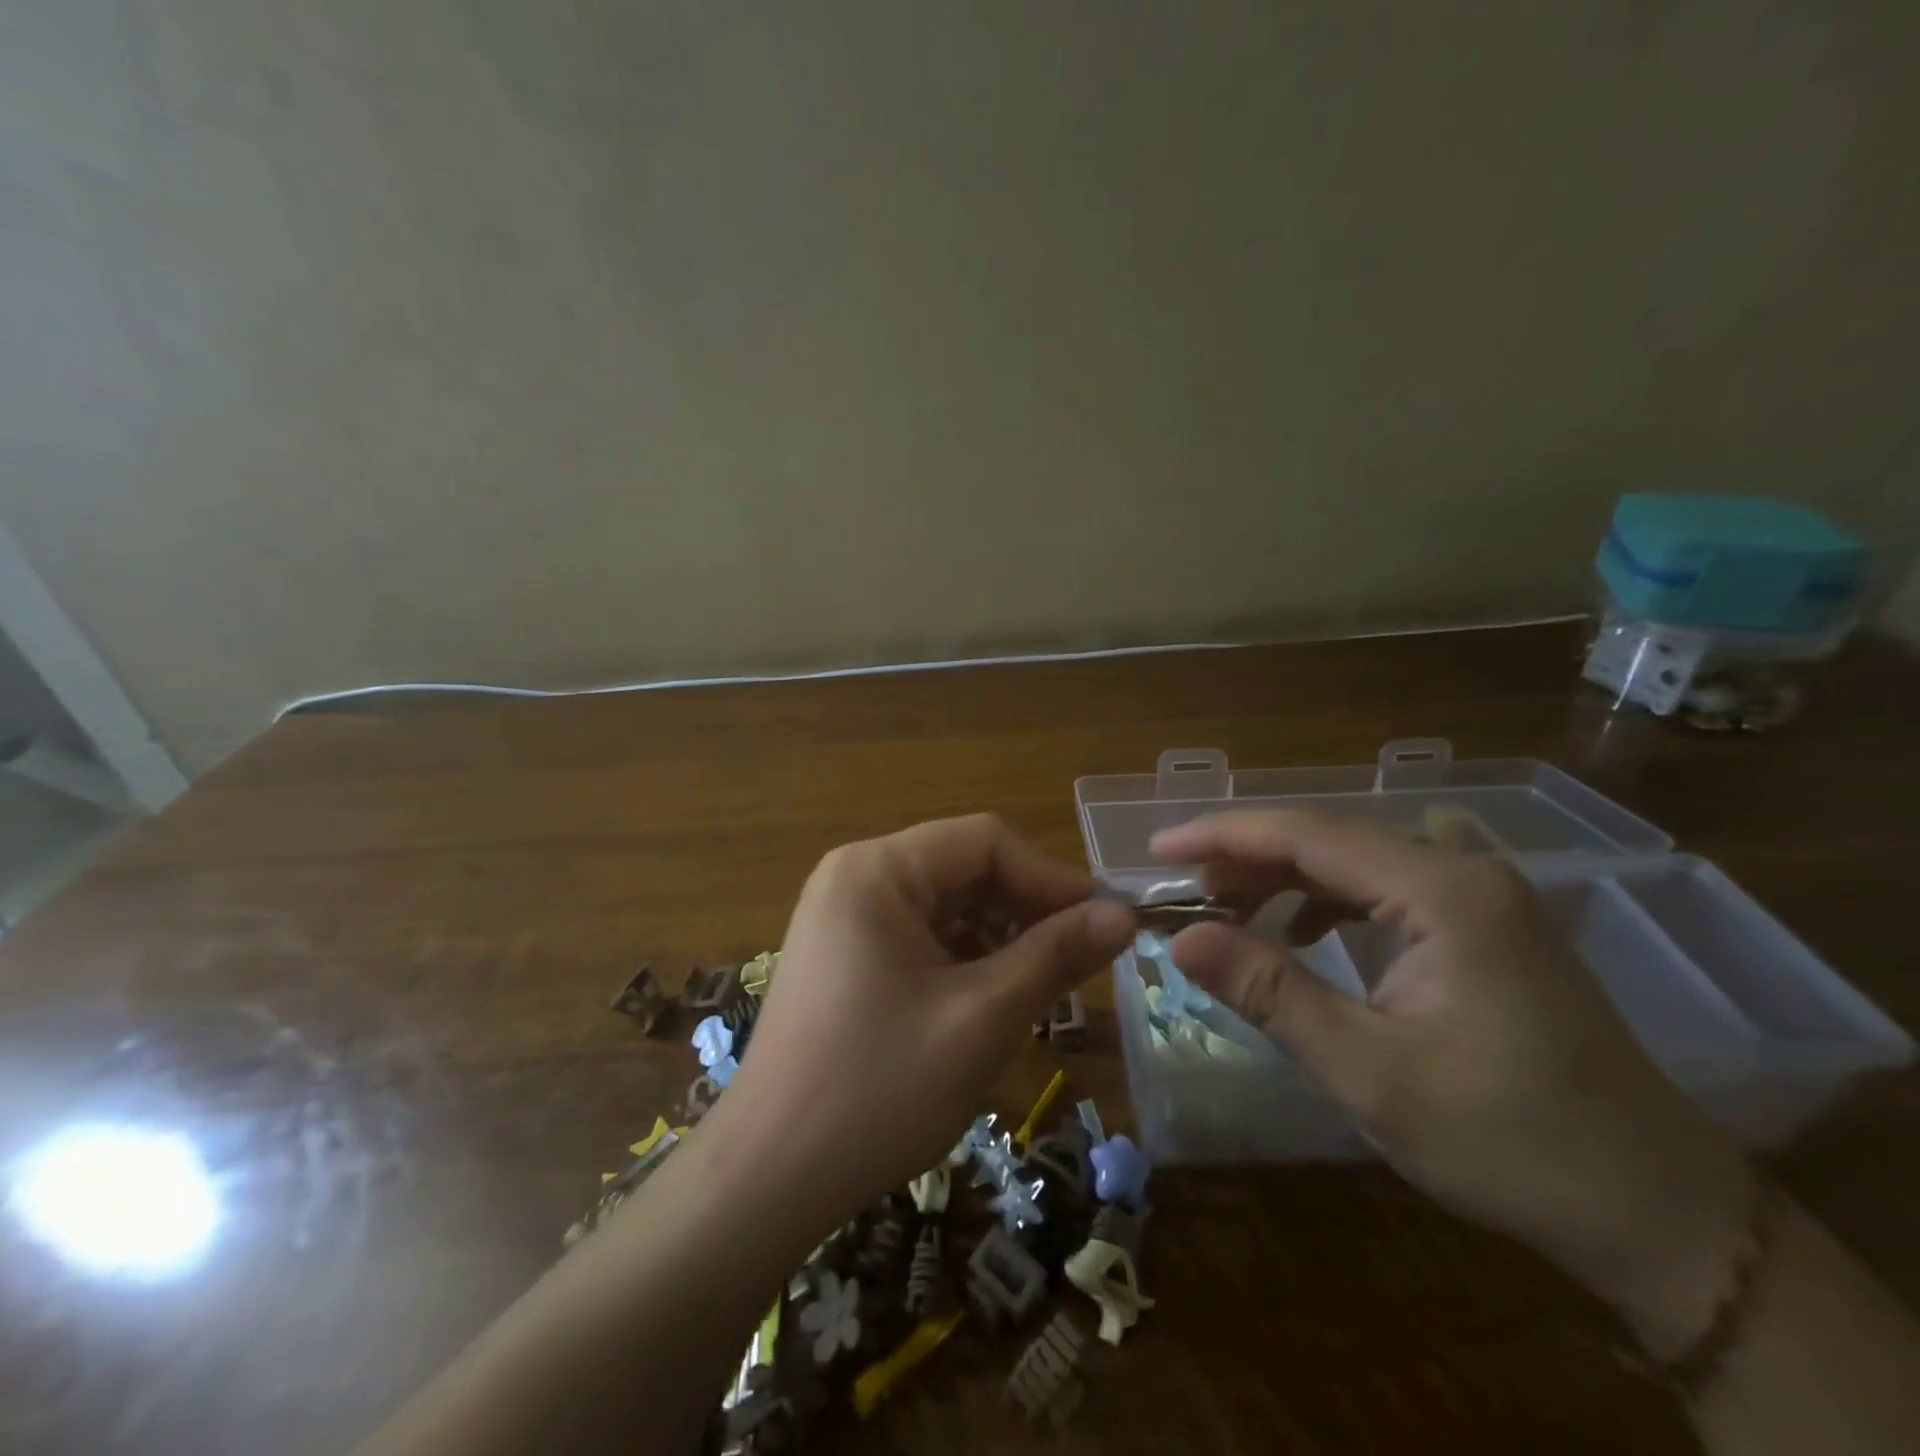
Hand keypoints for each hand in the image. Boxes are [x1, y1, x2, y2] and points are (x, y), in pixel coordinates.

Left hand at [716, 815, 1134, 1225]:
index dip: (1051, 878)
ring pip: (945, 905)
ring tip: (1041, 987)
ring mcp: (844, 916)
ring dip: (999, 937)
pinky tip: (990, 1001)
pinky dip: (963, 959)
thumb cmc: (879, 1089)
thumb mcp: (982, 1019)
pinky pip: (920, 936)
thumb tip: (1123, 916)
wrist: (768, 1178)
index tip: (1104, 925)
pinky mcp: (844, 956)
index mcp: (878, 870)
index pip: (985, 841)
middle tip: (1080, 962)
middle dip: (1025, 910)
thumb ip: (1055, 957)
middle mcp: (855, 877)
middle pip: (964, 868)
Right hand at [1153, 810, 1752, 1355]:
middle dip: (1246, 858)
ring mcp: (1478, 896)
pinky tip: (1297, 934)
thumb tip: (1178, 939)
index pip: (1308, 835)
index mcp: (1443, 893)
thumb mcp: (1370, 1071)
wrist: (1660, 1212)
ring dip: (1281, 878)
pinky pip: (1380, 891)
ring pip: (1352, 862)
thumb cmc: (1510, 1142)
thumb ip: (1269, 993)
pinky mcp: (1481, 926)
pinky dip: (1323, 902)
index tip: (1157, 848)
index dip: (1223, 834)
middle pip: (1328, 839)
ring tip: (1224, 909)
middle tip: (1180, 890)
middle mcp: (1462, 873)